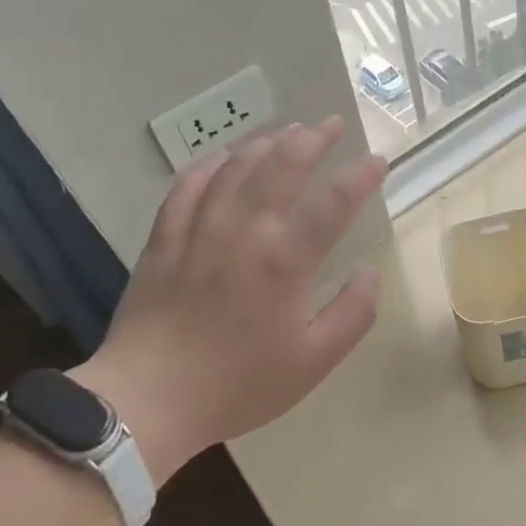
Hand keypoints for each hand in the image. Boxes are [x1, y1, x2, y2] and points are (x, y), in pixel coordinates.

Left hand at [71, 117, 385, 483]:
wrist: (147, 400)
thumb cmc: (237, 385)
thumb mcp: (313, 362)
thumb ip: (352, 313)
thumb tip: (369, 271)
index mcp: (284, 259)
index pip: (333, 200)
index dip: (361, 175)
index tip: (378, 160)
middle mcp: (244, 229)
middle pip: (282, 164)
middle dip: (313, 138)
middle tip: (332, 124)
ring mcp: (199, 227)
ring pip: (236, 165)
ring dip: (267, 140)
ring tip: (288, 130)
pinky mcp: (164, 236)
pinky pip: (189, 183)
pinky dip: (212, 163)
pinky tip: (225, 156)